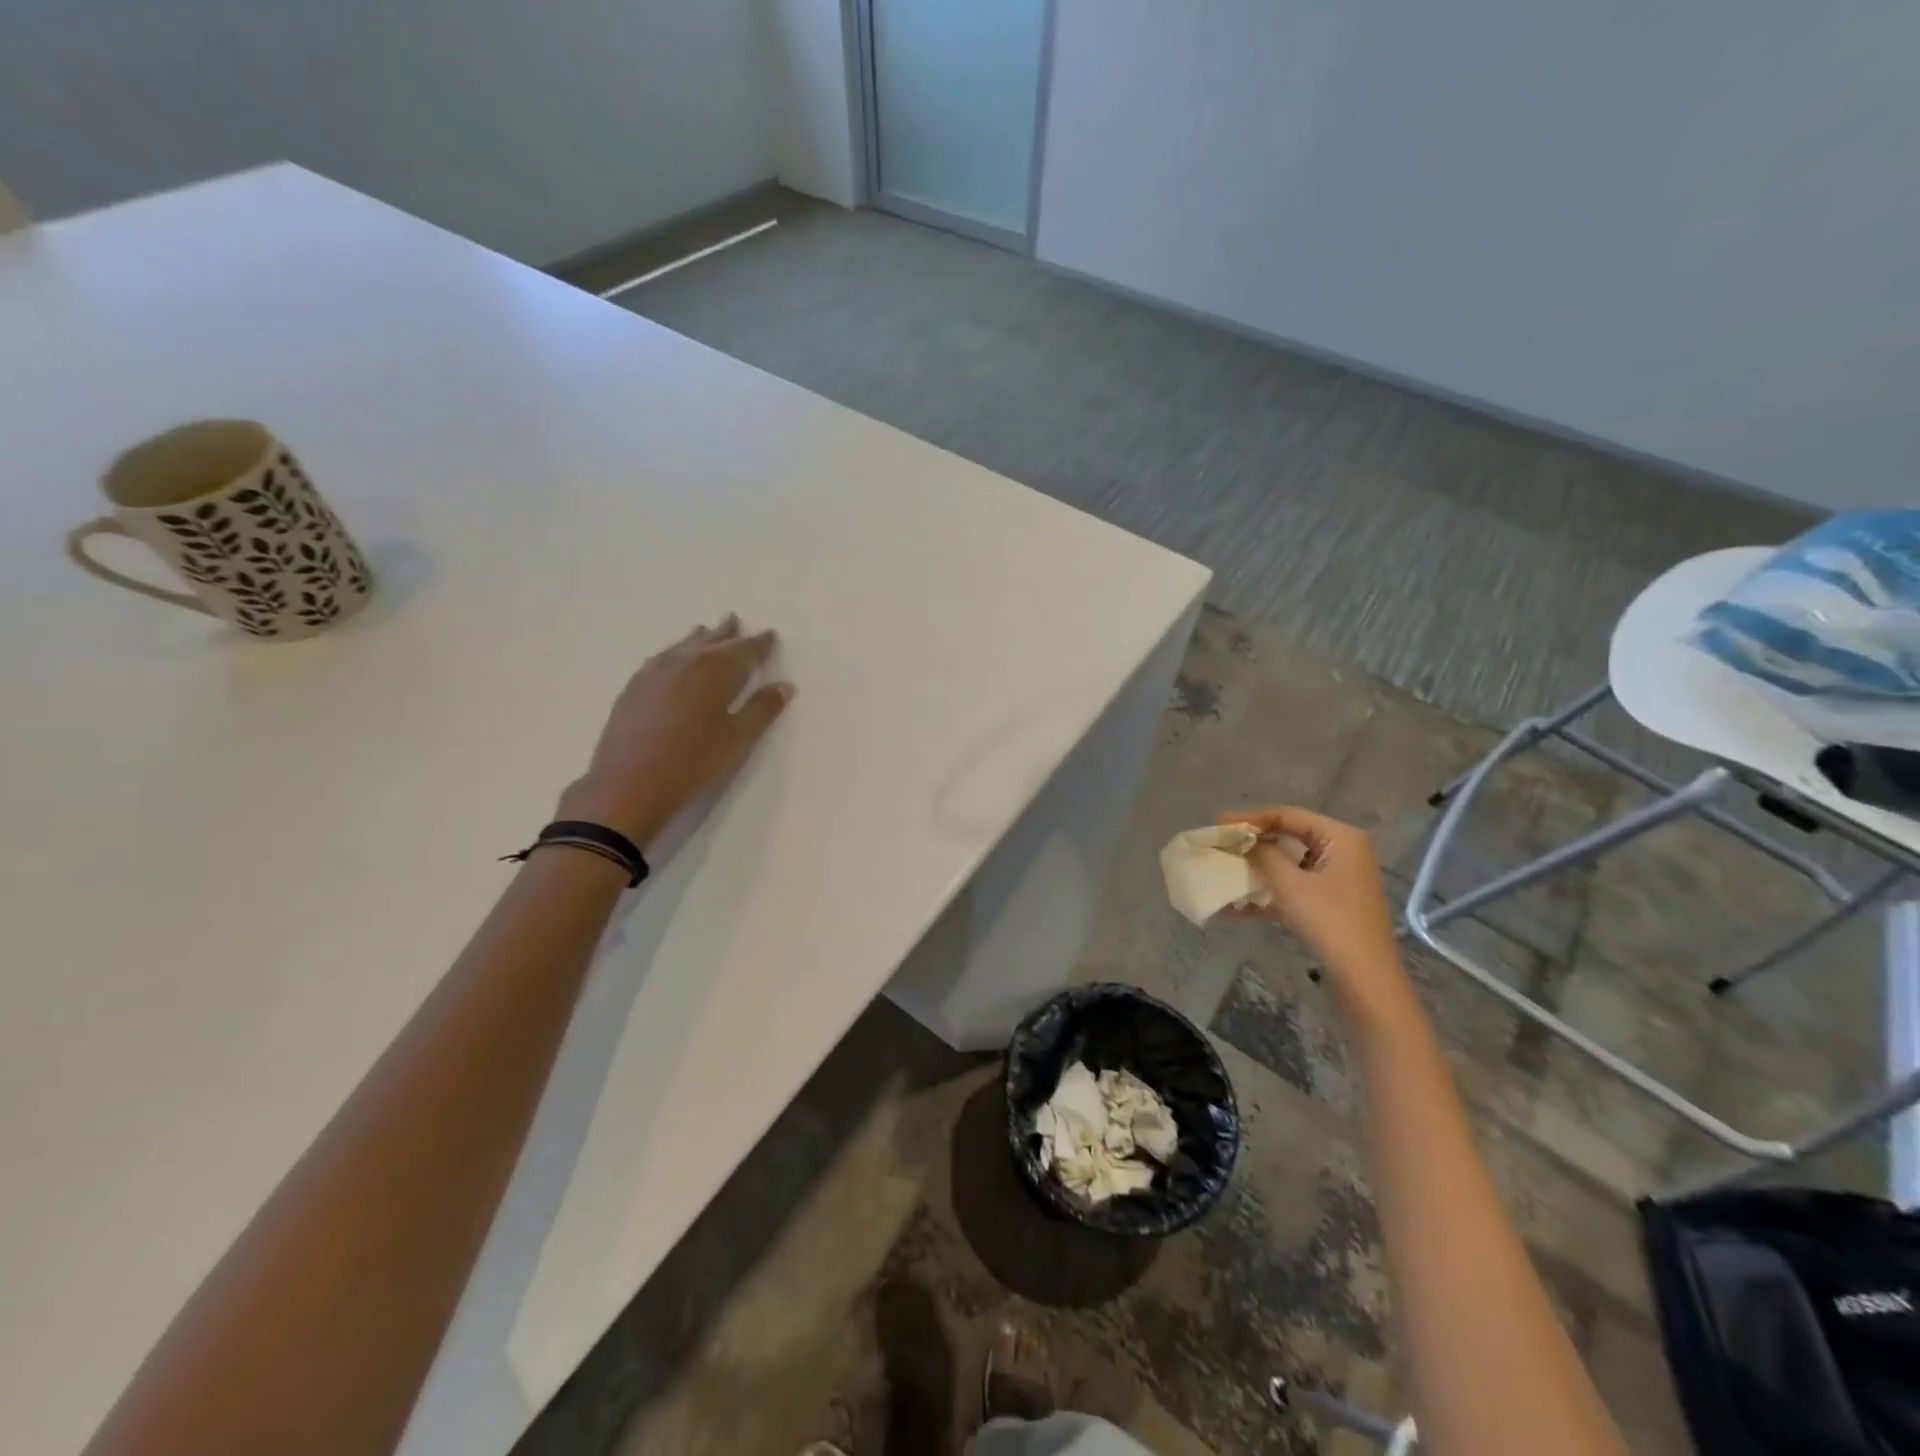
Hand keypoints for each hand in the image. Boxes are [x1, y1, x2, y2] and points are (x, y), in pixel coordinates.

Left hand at [558, 615, 792, 849]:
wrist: (628, 785)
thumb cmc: (693, 762)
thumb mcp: (738, 739)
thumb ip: (762, 709)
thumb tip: (784, 685)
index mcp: (715, 670)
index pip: (744, 649)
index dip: (760, 643)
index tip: (770, 635)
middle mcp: (684, 661)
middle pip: (711, 641)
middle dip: (727, 633)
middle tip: (735, 620)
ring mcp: (654, 672)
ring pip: (682, 646)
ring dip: (699, 639)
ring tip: (706, 631)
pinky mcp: (633, 688)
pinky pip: (661, 658)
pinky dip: (675, 653)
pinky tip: (671, 660)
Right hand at [1218, 805, 1410, 1016]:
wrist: (1364, 978)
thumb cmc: (1331, 922)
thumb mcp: (1290, 885)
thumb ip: (1263, 856)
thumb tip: (1242, 841)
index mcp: (1340, 837)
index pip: (1287, 815)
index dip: (1249, 817)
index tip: (1217, 822)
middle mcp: (1341, 850)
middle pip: (1287, 835)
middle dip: (1251, 843)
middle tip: (1219, 843)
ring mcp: (1336, 878)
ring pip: (1287, 862)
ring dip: (1256, 868)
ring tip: (1223, 868)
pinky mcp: (1328, 902)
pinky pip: (1292, 886)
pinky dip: (1267, 892)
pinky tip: (1235, 906)